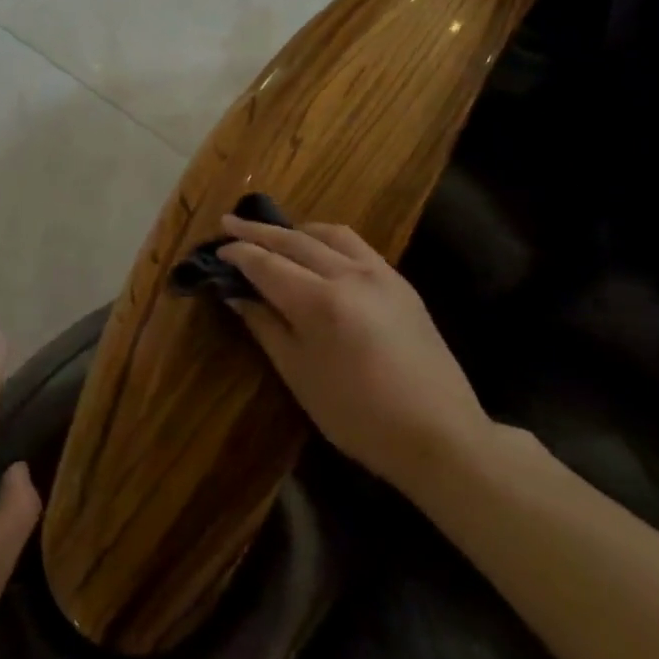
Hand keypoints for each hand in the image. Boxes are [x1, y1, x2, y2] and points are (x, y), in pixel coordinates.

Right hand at [218, 216, 494, 491]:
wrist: (440, 435)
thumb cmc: (358, 416)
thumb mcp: (299, 375)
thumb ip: (265, 326)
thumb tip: (237, 294)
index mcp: (319, 302)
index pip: (267, 264)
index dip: (239, 254)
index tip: (218, 249)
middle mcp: (348, 275)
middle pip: (293, 240)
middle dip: (257, 231)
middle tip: (228, 223)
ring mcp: (379, 274)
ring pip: (328, 234)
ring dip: (294, 230)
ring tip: (273, 234)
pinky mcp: (400, 282)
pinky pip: (355, 245)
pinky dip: (326, 238)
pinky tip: (318, 249)